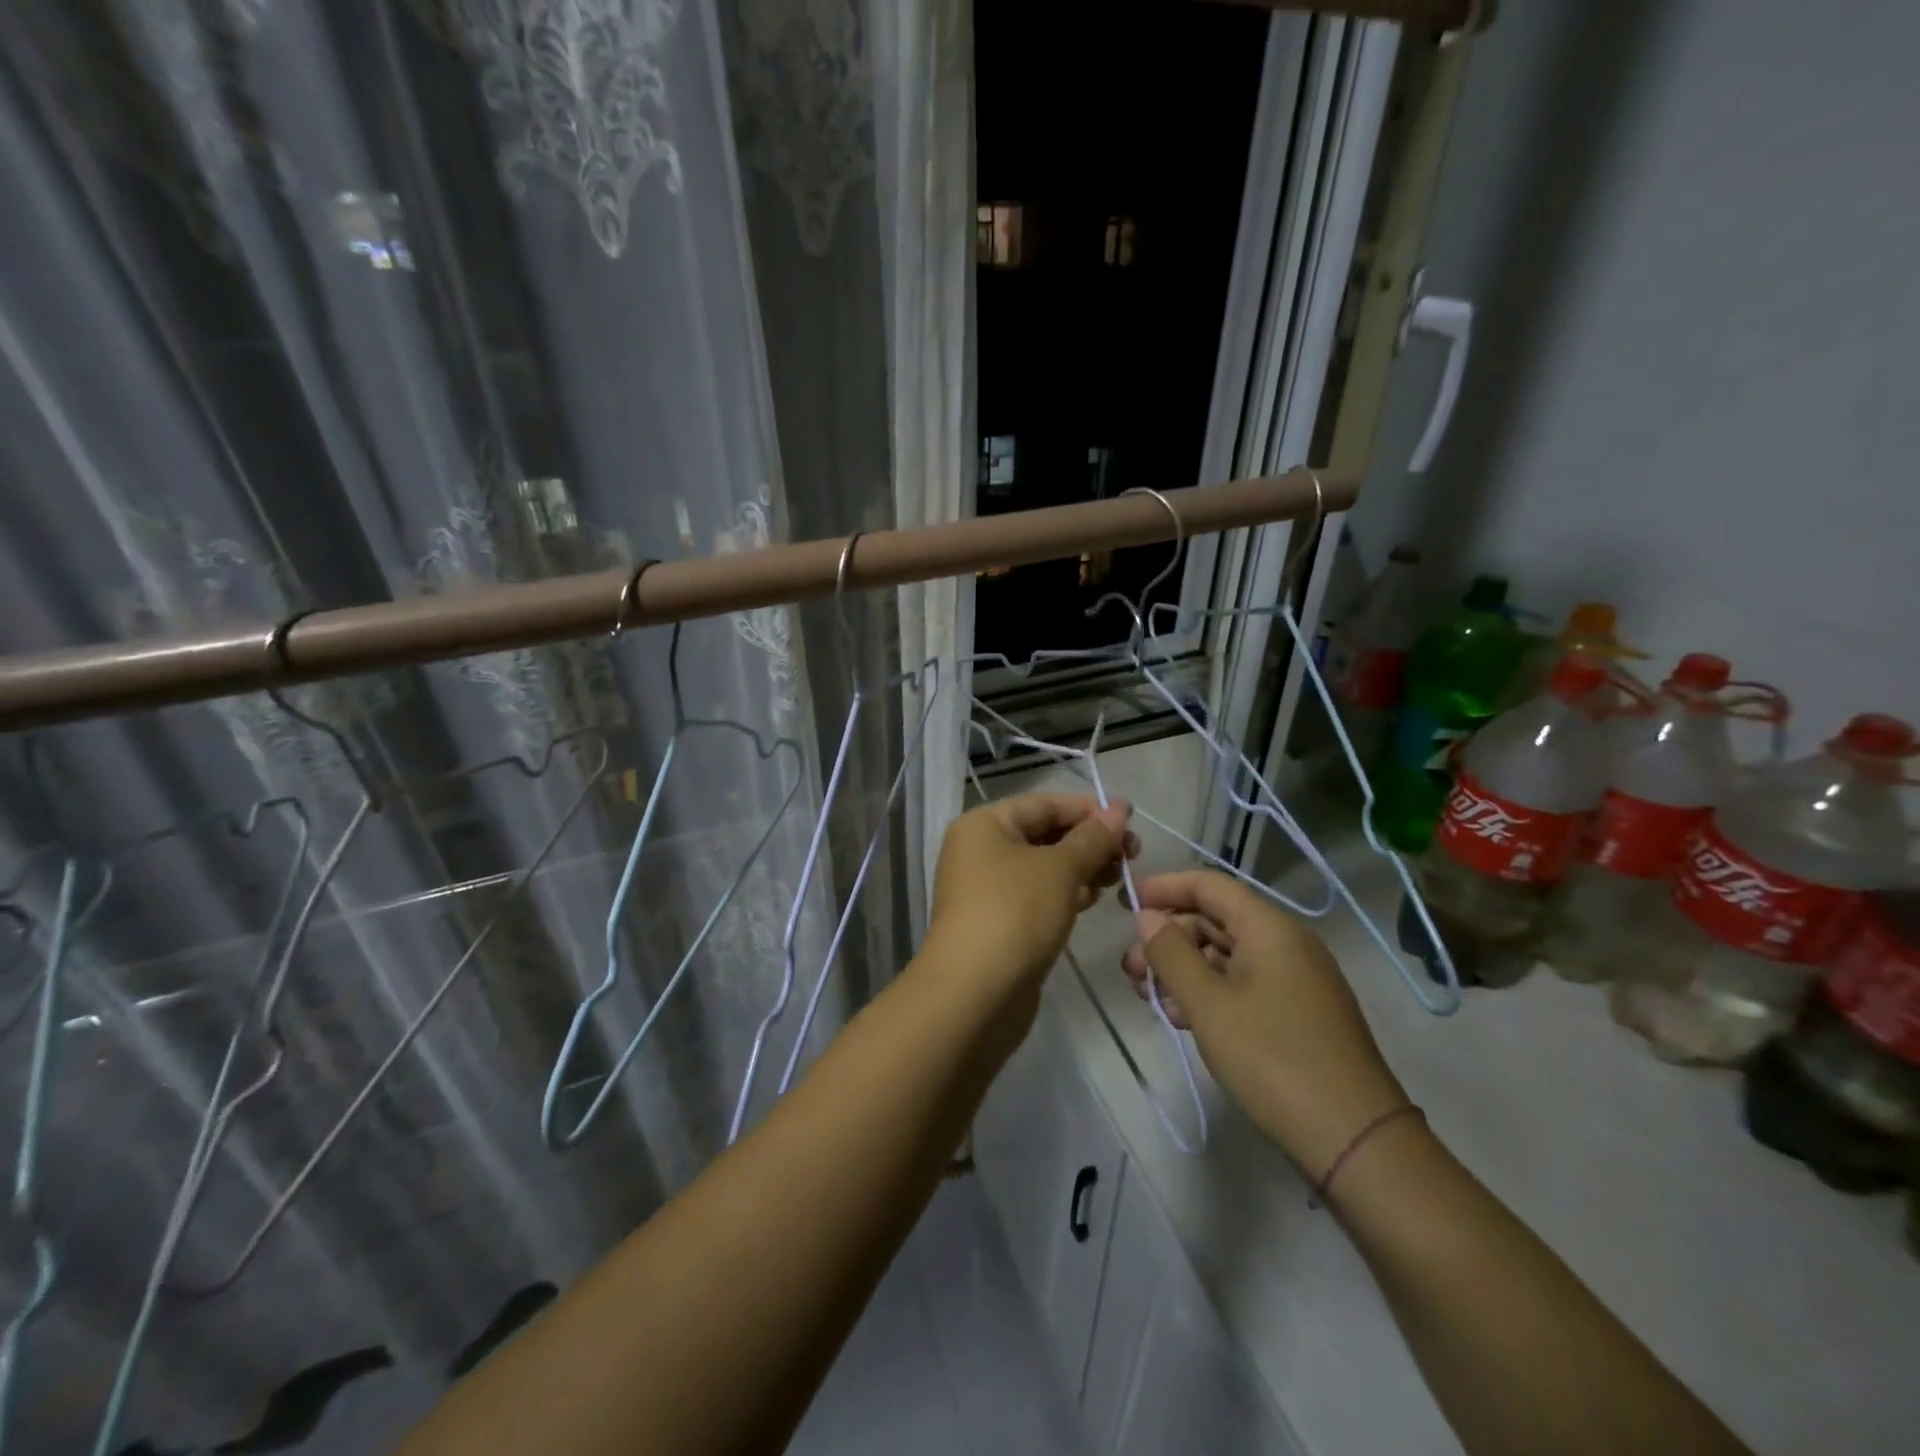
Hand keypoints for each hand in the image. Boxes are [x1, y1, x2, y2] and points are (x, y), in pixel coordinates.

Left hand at [926, 793, 1136, 997]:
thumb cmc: (1015, 913)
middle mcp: (980, 850)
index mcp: (984, 824)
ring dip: (1082, 868)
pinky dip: (1066, 892)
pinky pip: (1038, 895)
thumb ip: (1092, 838)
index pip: (1044, 804)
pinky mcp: (1000, 921)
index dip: (1089, 808)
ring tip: (1121, 877)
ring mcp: (987, 888)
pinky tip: (1095, 899)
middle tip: (1133, 854)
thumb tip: (1118, 809)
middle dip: (1089, 841)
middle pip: (1044, 833)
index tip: (1131, 820)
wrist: (975, 994)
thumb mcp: (1060, 868)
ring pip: (1044, 866)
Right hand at [1121, 871, 1407, 1179]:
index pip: (1209, 885)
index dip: (1164, 887)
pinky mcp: (1296, 1012)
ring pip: (1226, 955)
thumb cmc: (1273, 1059)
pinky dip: (1208, 992)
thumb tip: (1148, 917)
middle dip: (1168, 938)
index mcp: (1270, 928)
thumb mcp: (1208, 1004)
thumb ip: (1171, 954)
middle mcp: (1285, 943)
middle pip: (1215, 920)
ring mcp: (1294, 979)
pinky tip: (1181, 1018)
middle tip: (1130, 968)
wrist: (1354, 1140)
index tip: (1125, 901)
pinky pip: (1243, 984)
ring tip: (1148, 997)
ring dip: (1183, 968)